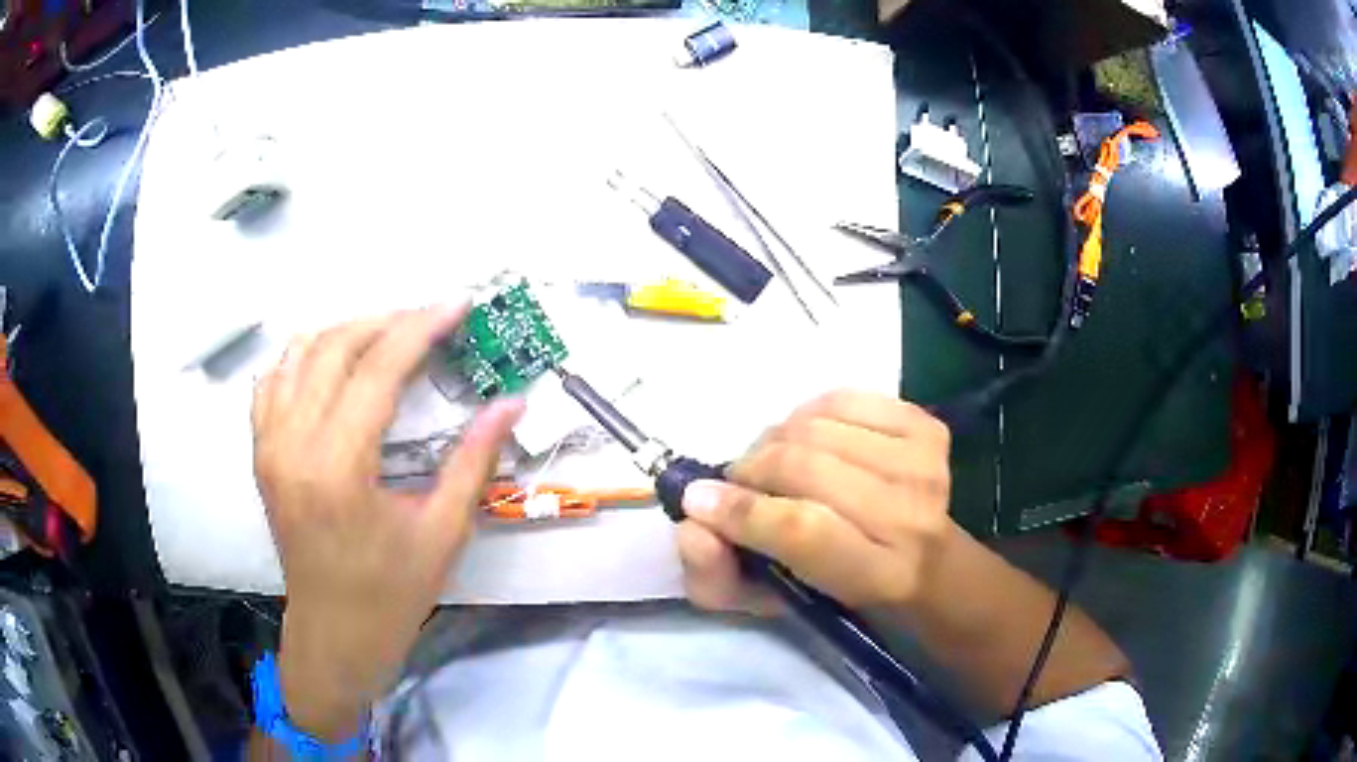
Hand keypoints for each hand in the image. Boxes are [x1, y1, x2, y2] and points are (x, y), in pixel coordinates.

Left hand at [251, 306, 522, 739]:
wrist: (333, 633)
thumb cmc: (391, 594)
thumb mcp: (443, 533)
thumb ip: (475, 461)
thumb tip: (511, 403)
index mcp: (339, 468)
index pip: (378, 369)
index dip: (421, 327)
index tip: (457, 305)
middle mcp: (293, 444)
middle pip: (335, 347)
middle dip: (387, 321)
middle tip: (430, 321)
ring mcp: (269, 445)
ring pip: (299, 352)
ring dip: (347, 332)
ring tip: (388, 336)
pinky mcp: (261, 452)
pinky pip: (273, 380)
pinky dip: (305, 356)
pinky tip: (333, 364)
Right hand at [675, 390, 951, 614]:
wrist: (920, 560)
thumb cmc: (835, 588)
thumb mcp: (767, 601)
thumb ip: (716, 574)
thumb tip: (694, 517)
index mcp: (876, 575)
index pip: (804, 530)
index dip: (744, 511)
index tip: (701, 500)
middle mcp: (910, 517)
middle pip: (808, 467)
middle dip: (754, 470)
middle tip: (739, 481)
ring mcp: (923, 465)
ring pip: (819, 426)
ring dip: (778, 439)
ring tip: (774, 462)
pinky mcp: (927, 428)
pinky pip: (844, 399)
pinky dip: (811, 413)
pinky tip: (812, 438)